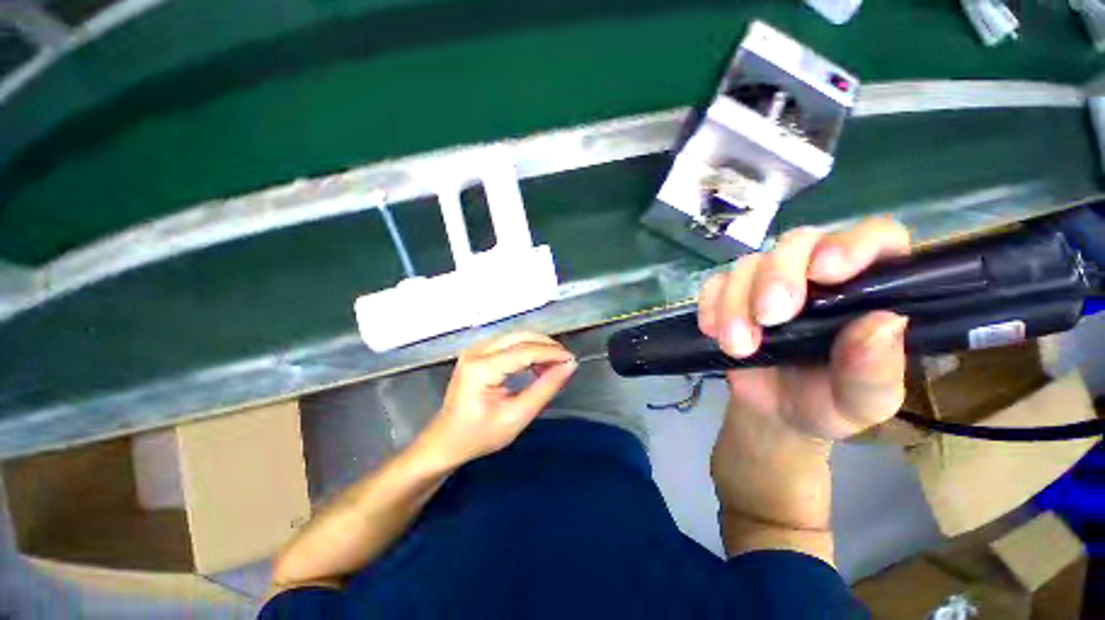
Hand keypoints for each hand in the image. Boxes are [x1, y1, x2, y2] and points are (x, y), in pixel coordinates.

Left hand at [419, 332, 576, 468]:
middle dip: (547, 346)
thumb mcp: (517, 416)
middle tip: (565, 362)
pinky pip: (509, 342)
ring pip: (516, 336)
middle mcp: (477, 351)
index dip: (552, 352)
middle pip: (520, 336)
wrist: (446, 440)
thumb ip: (545, 389)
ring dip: (538, 347)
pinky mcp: (478, 351)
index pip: (525, 350)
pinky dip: (527, 349)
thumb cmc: (479, 435)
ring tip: (554, 366)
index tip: (572, 360)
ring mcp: (475, 348)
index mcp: (482, 368)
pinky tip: (537, 364)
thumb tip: (569, 366)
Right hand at [698, 217, 911, 439]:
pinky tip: (713, 331)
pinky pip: (714, 285)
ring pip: (749, 264)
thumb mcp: (864, 401)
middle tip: (769, 317)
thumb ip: (876, 370)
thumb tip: (882, 322)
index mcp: (868, 290)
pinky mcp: (732, 296)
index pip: (874, 239)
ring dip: (736, 302)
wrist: (776, 413)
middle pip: (798, 243)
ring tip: (737, 346)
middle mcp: (817, 275)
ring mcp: (768, 282)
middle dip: (778, 276)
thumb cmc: (830, 403)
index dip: (851, 244)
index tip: (826, 274)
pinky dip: (710, 305)